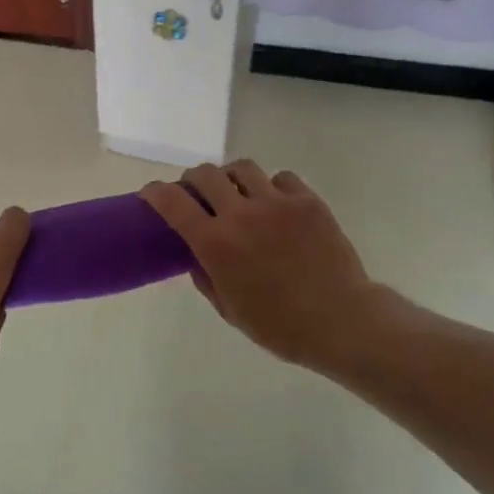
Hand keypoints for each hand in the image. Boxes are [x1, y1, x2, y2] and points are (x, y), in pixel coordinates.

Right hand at [141, 161, 391, 371]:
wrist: (342, 321)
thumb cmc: (279, 325)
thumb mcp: (228, 309)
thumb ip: (205, 275)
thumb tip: (196, 253)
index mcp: (215, 244)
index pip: (172, 202)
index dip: (155, 192)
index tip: (151, 193)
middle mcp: (241, 214)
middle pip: (205, 174)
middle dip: (193, 180)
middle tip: (197, 193)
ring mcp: (276, 203)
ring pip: (242, 168)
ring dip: (231, 178)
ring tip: (238, 193)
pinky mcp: (307, 200)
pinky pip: (281, 178)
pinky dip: (271, 187)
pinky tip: (276, 205)